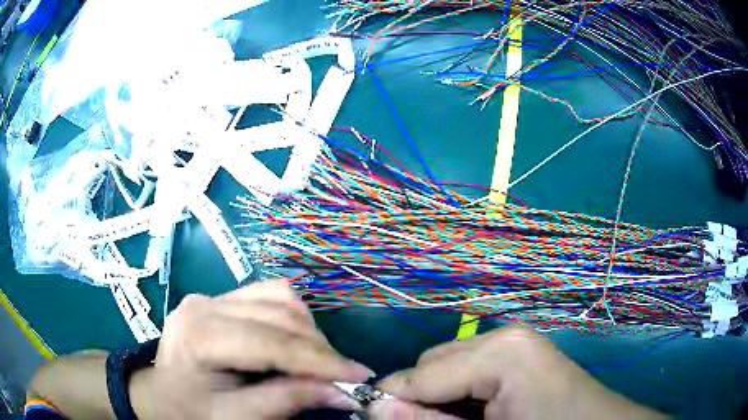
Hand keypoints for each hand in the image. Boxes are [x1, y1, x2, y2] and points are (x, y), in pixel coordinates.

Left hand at [132, 280, 371, 418]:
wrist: (160, 396)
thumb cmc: (192, 412)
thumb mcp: (238, 418)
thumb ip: (287, 401)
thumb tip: (341, 391)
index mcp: (199, 334)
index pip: (271, 342)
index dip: (320, 361)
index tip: (360, 376)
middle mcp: (204, 304)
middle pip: (279, 314)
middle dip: (320, 348)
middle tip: (344, 377)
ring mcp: (211, 296)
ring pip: (279, 297)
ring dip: (309, 331)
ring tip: (319, 362)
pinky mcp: (220, 299)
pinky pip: (269, 295)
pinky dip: (293, 318)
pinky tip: (297, 342)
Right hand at [369, 326, 666, 419]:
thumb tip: (373, 407)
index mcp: (502, 352)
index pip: (421, 373)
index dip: (390, 399)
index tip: (370, 418)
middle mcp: (504, 336)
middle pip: (431, 363)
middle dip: (415, 397)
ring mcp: (514, 341)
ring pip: (447, 365)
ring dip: (435, 395)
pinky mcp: (519, 354)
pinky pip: (469, 369)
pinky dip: (457, 392)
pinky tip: (468, 412)